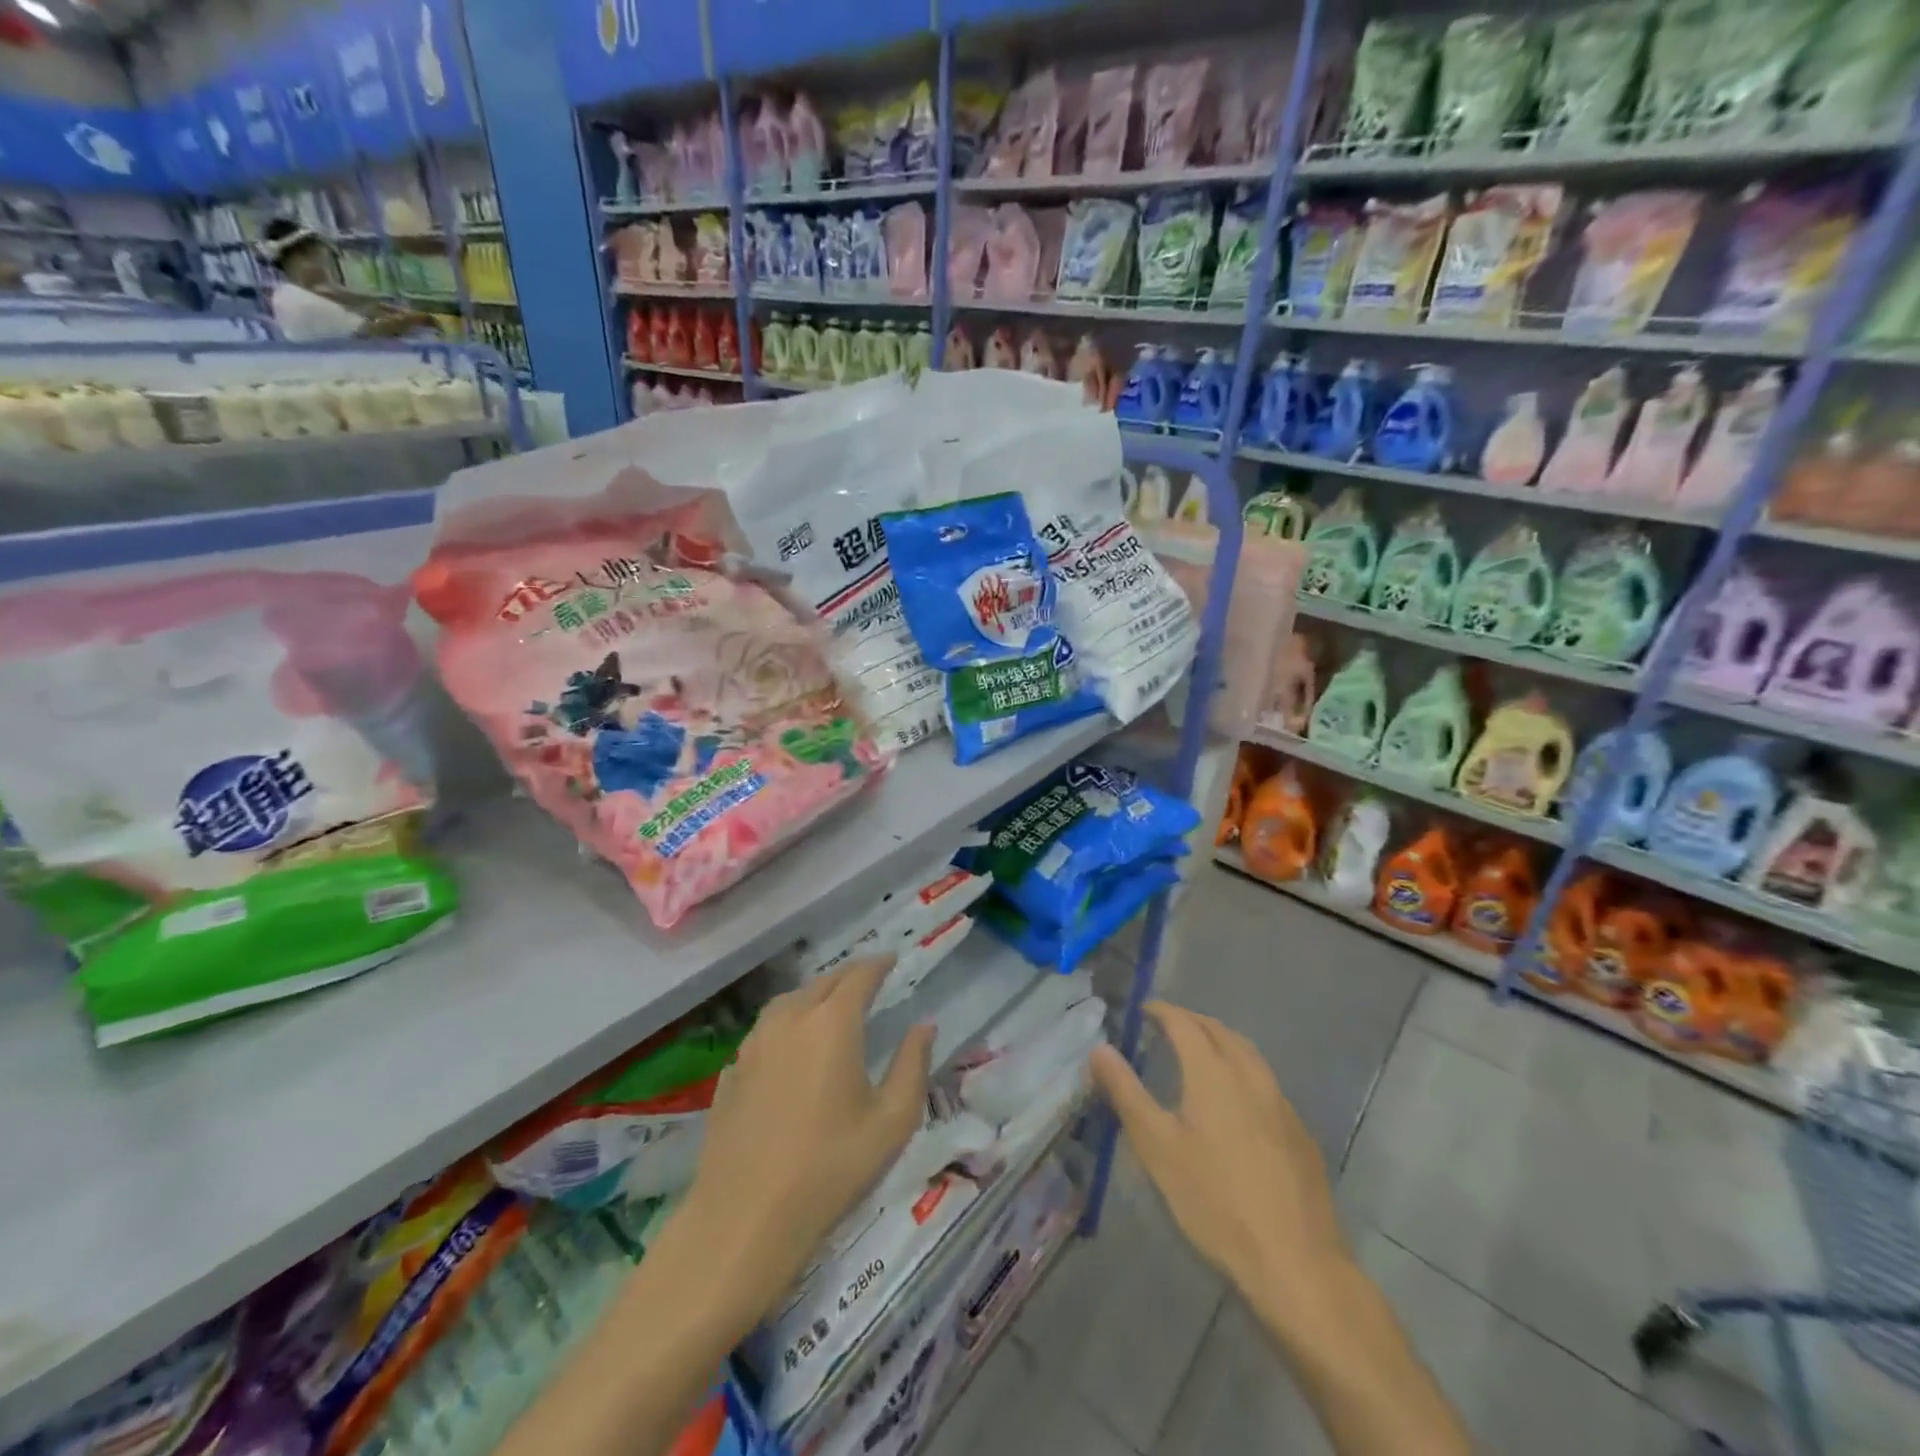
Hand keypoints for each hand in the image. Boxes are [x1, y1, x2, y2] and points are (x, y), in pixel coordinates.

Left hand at [662, 957, 933, 1334]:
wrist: (744, 1219)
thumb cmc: (830, 1168)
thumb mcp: (892, 1121)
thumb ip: (913, 1064)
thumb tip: (925, 1025)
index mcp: (832, 1023)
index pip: (859, 976)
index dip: (878, 964)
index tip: (892, 959)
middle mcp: (790, 1020)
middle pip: (822, 983)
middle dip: (848, 977)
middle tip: (867, 980)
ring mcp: (753, 1044)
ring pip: (788, 1002)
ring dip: (814, 995)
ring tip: (830, 1006)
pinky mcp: (731, 1072)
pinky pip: (764, 1032)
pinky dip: (785, 1025)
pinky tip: (790, 1047)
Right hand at [1091, 1002, 1345, 1325]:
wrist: (1295, 1262)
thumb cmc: (1214, 1201)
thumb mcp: (1157, 1147)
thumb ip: (1126, 1092)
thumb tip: (1100, 1048)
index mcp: (1213, 1072)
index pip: (1184, 1023)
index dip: (1162, 1011)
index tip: (1143, 1011)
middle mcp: (1250, 1075)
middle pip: (1219, 1031)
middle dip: (1191, 1021)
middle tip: (1166, 1026)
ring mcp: (1281, 1103)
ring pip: (1248, 1053)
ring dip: (1220, 1041)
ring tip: (1200, 1052)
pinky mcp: (1299, 1132)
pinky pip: (1266, 1081)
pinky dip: (1243, 1069)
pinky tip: (1236, 1099)